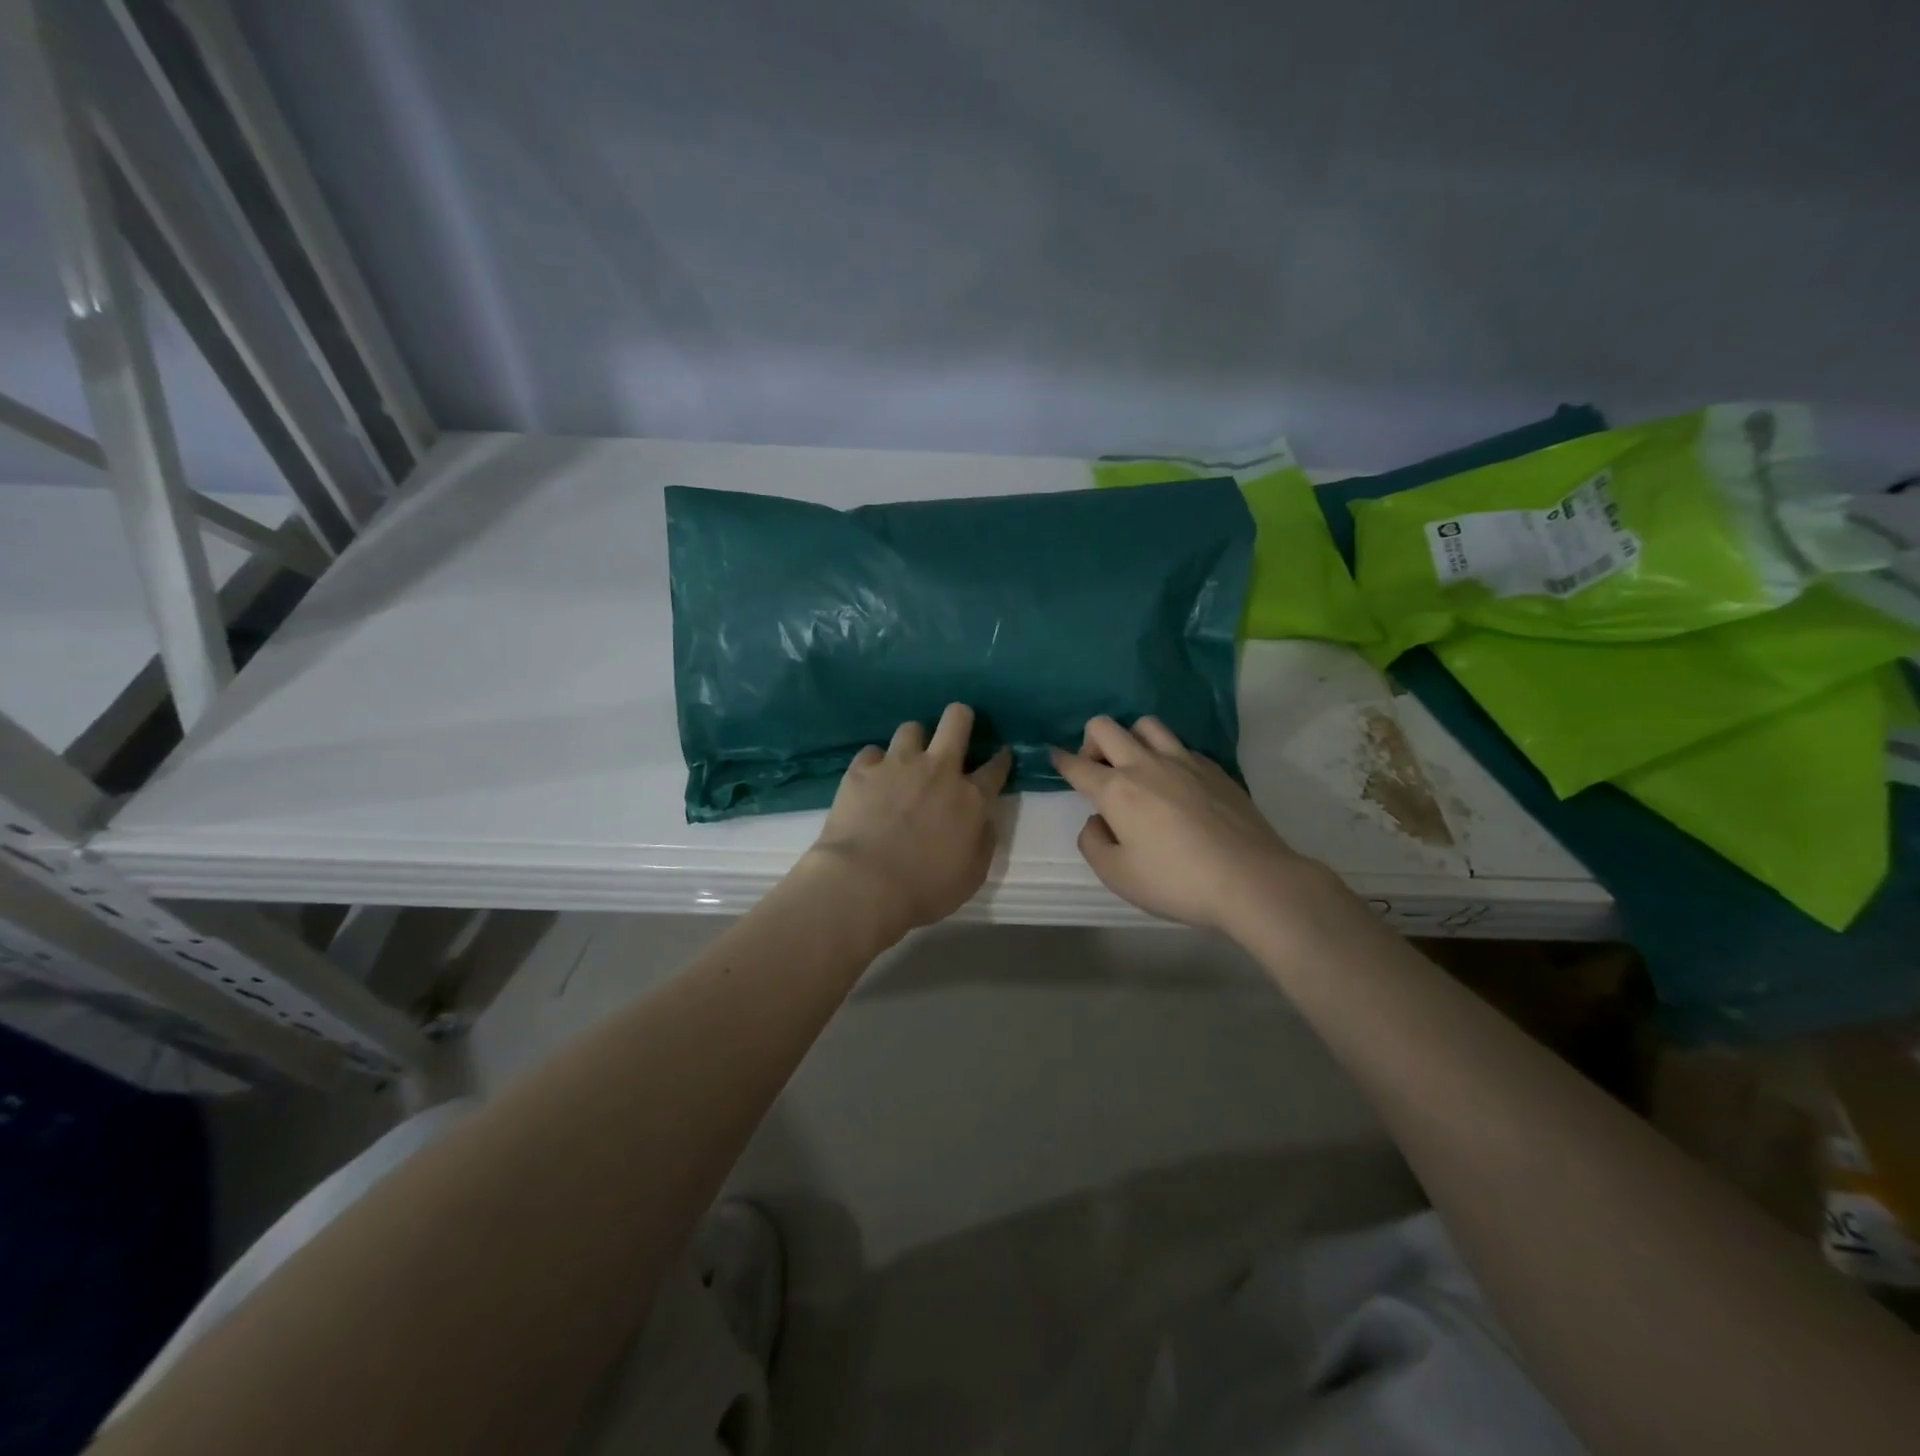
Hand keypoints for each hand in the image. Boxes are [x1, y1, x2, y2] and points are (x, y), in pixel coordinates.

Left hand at [803, 703, 1012, 944]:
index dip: (1001, 759)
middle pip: (956, 720)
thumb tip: (984, 819)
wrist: (864, 884)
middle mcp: (938, 770)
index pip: (996, 766)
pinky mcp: (863, 769)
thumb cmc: (925, 889)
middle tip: (955, 733)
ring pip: (912, 727)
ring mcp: (898, 764)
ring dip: (914, 742)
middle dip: (961, 718)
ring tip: (906, 760)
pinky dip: (876, 763)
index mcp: (971, 798)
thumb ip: (984, 840)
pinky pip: (872, 751)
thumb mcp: (972, 875)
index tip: (999, 757)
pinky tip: (872, 779)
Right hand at [1051, 716, 1329, 935]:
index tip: (1054, 756)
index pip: (1077, 765)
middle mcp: (1145, 764)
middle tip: (1098, 771)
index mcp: (1116, 790)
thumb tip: (1097, 821)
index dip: (1060, 760)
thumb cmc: (1176, 881)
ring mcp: (1183, 761)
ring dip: (1131, 739)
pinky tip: (1175, 784)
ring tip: (1136, 768)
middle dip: (1090, 742)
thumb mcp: (1117, 875)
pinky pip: (1179, 745)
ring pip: (1145, 725)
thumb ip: (1093, 843)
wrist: (1250, 879)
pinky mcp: (1214, 768)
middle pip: (1105, 727)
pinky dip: (1166, 755)